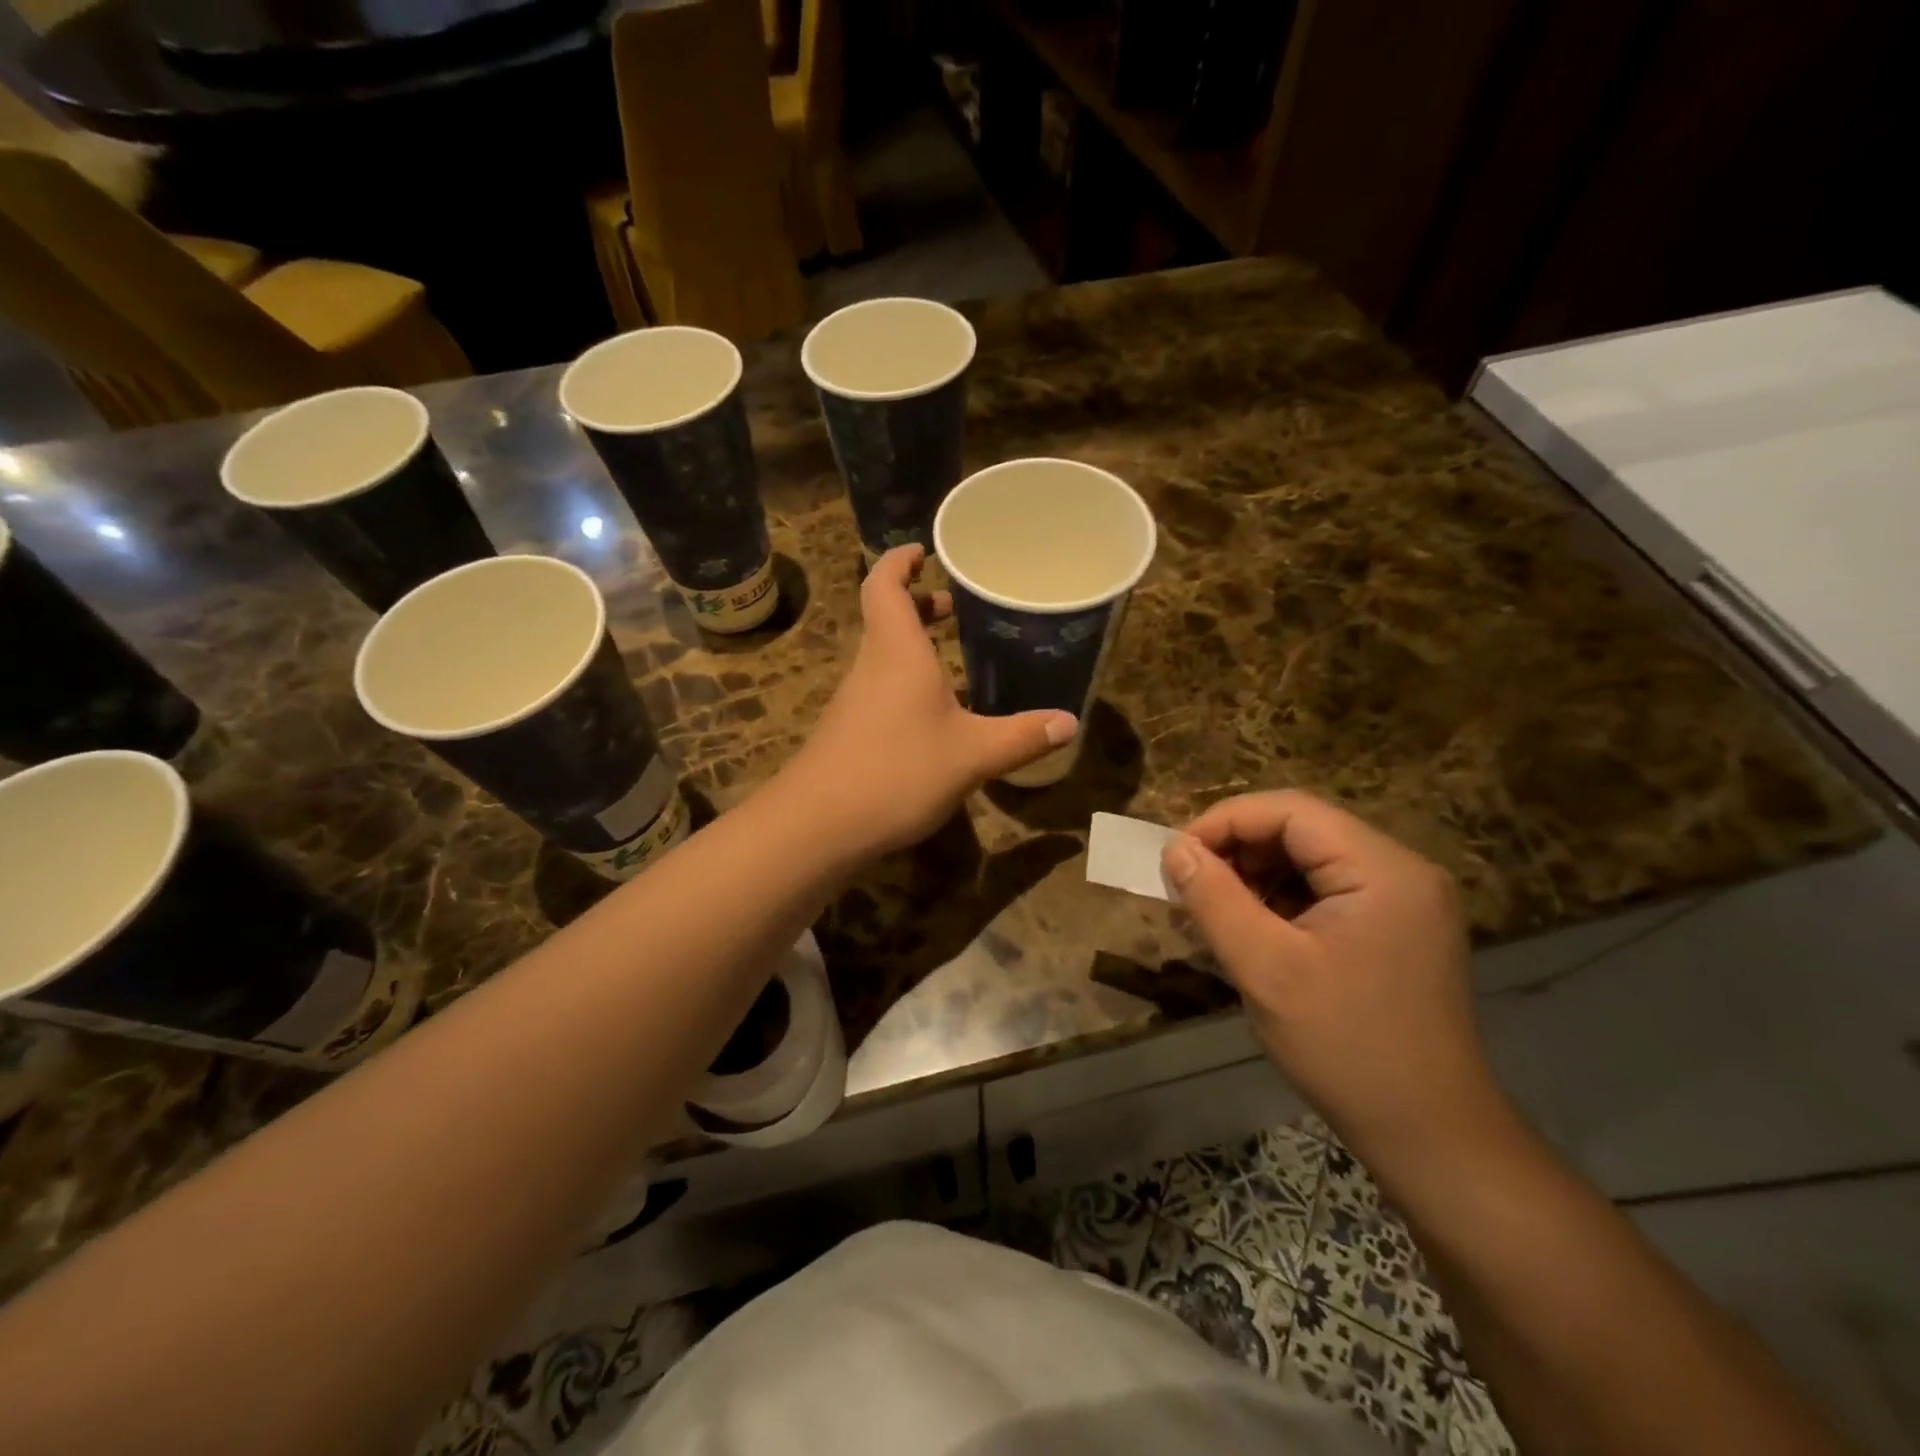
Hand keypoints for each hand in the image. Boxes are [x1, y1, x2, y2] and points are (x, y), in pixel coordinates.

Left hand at [787, 547, 1076, 855]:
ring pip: (884, 655)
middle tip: (957, 605)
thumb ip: (1021, 737)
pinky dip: (908, 682)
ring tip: (956, 654)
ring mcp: (855, 700)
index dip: (900, 560)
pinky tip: (937, 714)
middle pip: (887, 617)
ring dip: (915, 645)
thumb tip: (1070, 722)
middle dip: (919, 604)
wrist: (818, 825)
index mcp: (896, 651)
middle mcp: (871, 666)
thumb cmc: (896, 771)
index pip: (885, 584)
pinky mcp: (850, 731)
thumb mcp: (971, 755)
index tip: (924, 551)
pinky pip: (881, 688)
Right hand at [1162, 792, 1501, 1165]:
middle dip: (1238, 853)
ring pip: (1309, 862)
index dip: (1225, 822)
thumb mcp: (1265, 969)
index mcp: (1383, 869)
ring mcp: (1403, 901)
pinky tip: (1249, 934)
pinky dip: (1280, 903)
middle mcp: (1401, 871)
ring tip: (1211, 915)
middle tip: (1188, 889)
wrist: (1430, 1137)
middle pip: (1302, 831)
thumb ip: (1214, 899)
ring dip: (1254, 879)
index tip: (1176, 857)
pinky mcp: (1395, 929)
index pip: (1291, 811)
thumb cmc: (1346, 1048)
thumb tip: (1174, 849)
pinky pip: (1325, 893)